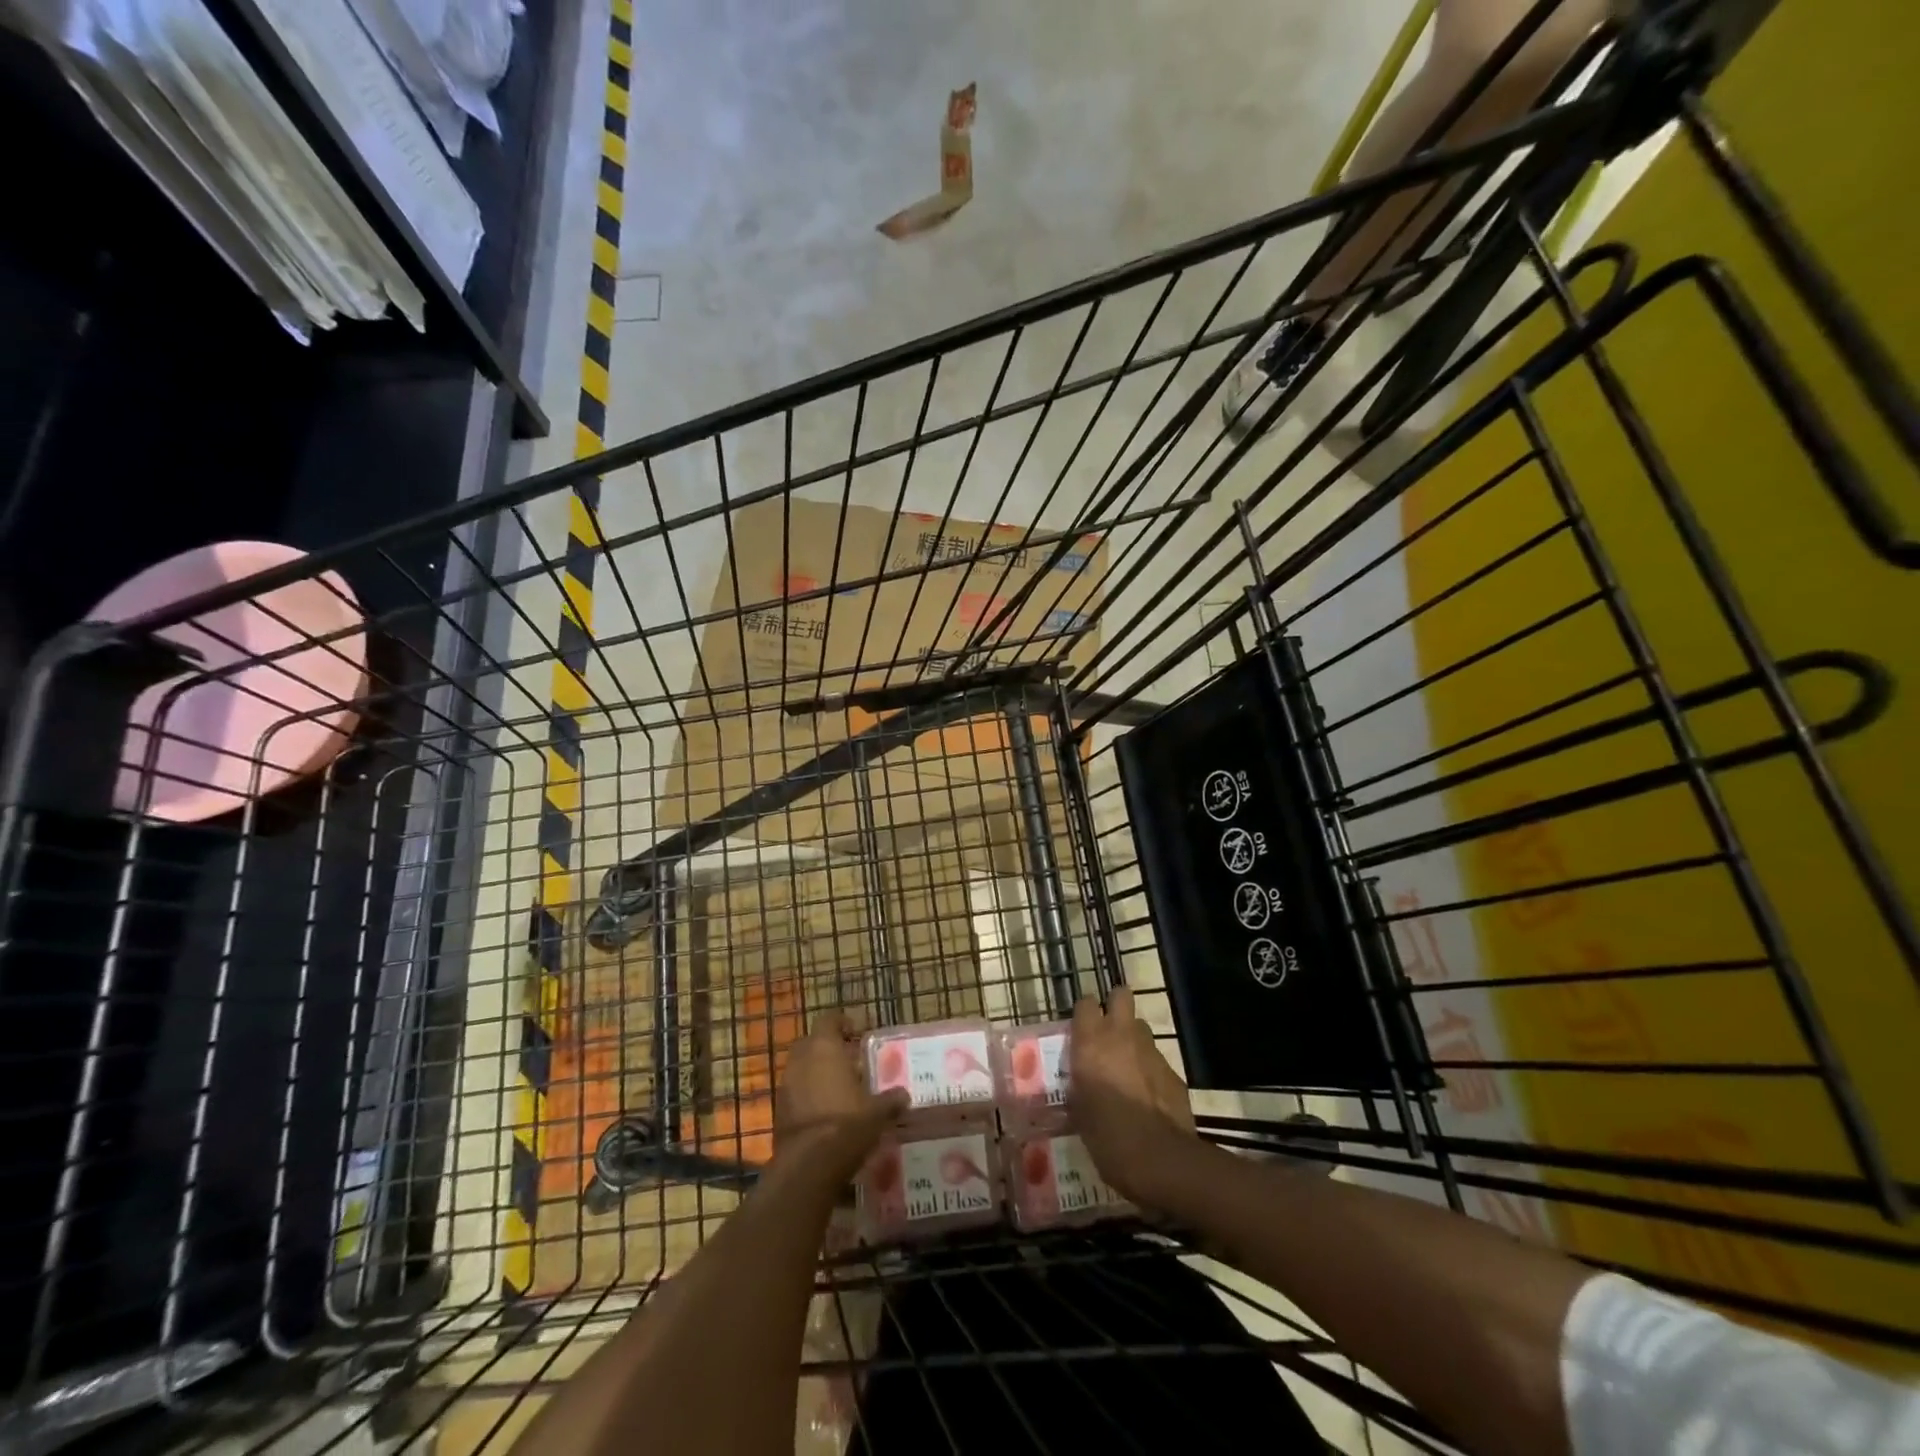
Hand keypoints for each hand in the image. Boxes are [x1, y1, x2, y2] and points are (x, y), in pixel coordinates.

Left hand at [776, 1012, 909, 1179]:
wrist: (809, 1165)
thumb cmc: (847, 1124)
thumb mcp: (877, 1112)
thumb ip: (890, 1100)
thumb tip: (904, 1095)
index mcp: (825, 1048)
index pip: (829, 1020)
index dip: (842, 1023)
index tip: (857, 1031)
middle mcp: (801, 1060)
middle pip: (811, 1043)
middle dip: (827, 1048)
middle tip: (848, 1060)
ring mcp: (786, 1085)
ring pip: (801, 1068)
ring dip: (816, 1073)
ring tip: (839, 1089)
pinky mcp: (778, 1111)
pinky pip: (795, 1093)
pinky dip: (807, 1096)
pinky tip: (825, 1113)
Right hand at [1067, 987, 1197, 1208]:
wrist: (1160, 1159)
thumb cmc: (1107, 1137)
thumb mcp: (1079, 1112)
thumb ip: (1079, 1087)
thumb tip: (1078, 1086)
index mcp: (1091, 1043)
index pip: (1085, 1003)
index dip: (1085, 1012)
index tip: (1081, 1027)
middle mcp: (1121, 1036)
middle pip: (1121, 995)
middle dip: (1115, 1005)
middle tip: (1108, 1030)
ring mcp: (1151, 1051)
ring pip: (1141, 1028)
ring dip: (1133, 1039)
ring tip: (1127, 1065)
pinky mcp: (1173, 1072)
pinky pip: (1157, 1060)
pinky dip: (1150, 1070)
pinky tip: (1148, 1095)